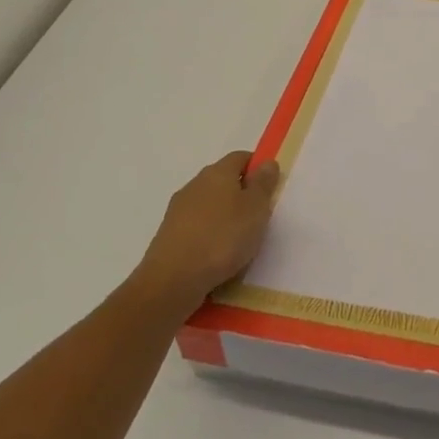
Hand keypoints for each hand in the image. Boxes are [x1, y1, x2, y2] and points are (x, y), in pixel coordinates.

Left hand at [138, 152, 280, 303]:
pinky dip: (209, 234)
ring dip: (223, 215)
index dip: (257, 167)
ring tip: (239, 239)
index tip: (270, 187)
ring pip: (208, 204)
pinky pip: (196, 227)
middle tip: (258, 215)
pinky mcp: (168, 235)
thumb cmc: (223, 238)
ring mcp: (178, 210)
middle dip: (240, 192)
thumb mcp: (256, 209)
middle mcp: (195, 185)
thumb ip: (263, 184)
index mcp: (217, 173)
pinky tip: (217, 254)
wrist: (172, 280)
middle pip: (222, 180)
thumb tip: (267, 162)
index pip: (240, 157)